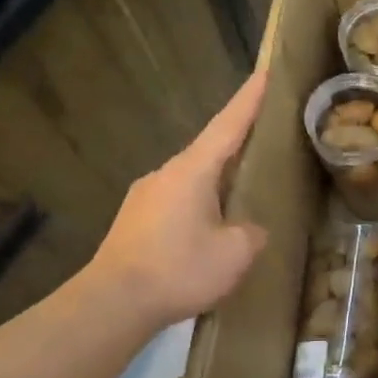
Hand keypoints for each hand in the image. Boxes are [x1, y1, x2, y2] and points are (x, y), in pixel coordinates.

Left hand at [84, 69, 269, 325]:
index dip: (249, 100)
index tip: (265, 73)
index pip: (228, 125)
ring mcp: (145, 197)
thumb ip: (252, 232)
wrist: (112, 303)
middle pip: (209, 151)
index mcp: (192, 171)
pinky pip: (176, 203)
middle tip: (265, 144)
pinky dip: (198, 206)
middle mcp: (165, 174)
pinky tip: (208, 232)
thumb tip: (249, 228)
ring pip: (192, 180)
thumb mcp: (235, 253)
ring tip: (240, 200)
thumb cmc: (179, 269)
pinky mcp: (134, 221)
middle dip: (237, 146)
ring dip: (217, 184)